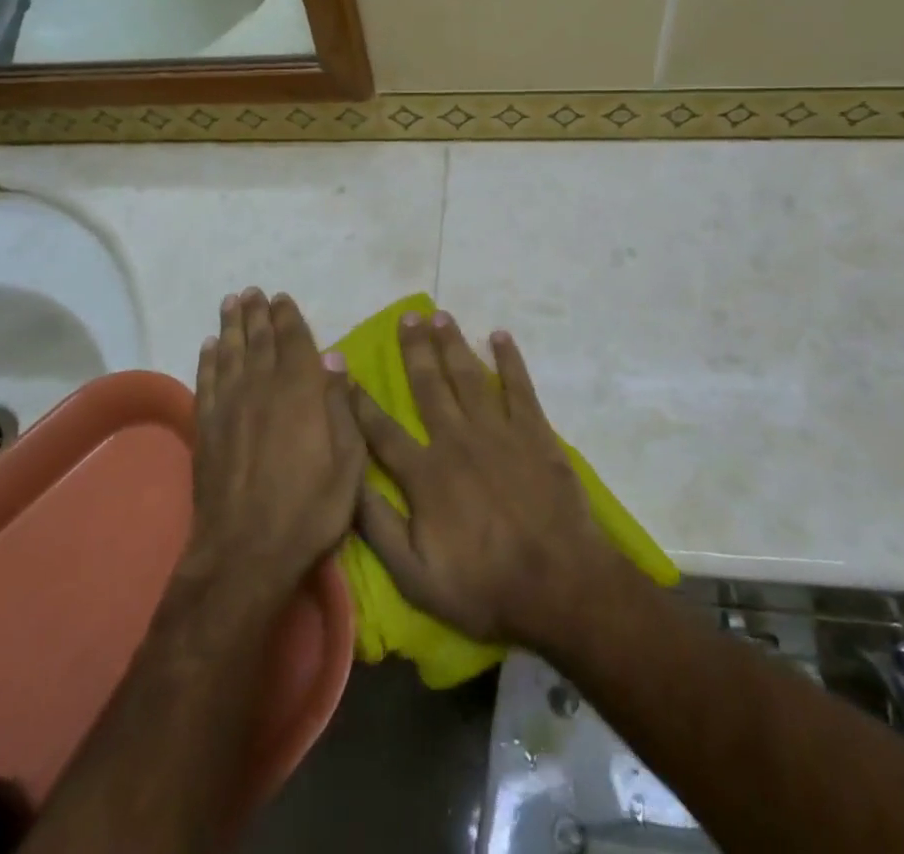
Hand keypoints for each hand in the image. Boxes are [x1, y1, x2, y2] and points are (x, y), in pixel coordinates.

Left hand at [186, 289, 366, 595]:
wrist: (245, 554)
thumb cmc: (309, 511)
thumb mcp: (348, 464)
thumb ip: (342, 407)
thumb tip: (336, 359)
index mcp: (300, 393)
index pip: (294, 342)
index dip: (288, 317)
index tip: (281, 297)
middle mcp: (262, 389)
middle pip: (259, 341)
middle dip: (257, 313)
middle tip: (252, 291)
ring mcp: (229, 408)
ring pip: (230, 354)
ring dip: (231, 326)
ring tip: (231, 303)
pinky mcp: (206, 429)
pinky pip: (206, 382)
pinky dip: (208, 361)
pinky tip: (209, 346)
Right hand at [349, 311, 619, 646]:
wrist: (560, 587)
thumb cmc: (484, 587)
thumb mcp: (415, 575)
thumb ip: (378, 526)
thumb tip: (346, 481)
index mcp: (425, 473)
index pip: (381, 430)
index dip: (359, 400)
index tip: (344, 369)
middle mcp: (457, 440)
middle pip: (428, 385)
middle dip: (413, 349)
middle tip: (405, 317)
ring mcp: (498, 431)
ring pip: (468, 376)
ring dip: (452, 344)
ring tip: (439, 315)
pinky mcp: (535, 432)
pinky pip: (519, 386)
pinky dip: (509, 359)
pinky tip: (500, 336)